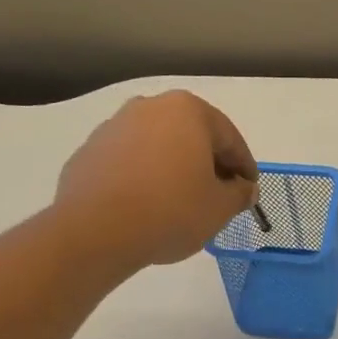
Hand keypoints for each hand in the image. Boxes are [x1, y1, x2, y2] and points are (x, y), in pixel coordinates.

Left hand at [55, 92, 257, 272]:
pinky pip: (129, 161)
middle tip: (218, 195)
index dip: (244, 166)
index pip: (229, 138)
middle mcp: (150, 107)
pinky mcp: (89, 151)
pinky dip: (143, 177)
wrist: (95, 231)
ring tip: (181, 202)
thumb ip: (239, 193)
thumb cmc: (170, 211)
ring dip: (174, 168)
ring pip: (158, 146)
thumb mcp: (219, 208)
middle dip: (207, 163)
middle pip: (191, 136)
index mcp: (188, 111)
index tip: (249, 190)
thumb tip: (245, 189)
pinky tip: (147, 205)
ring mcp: (114, 126)